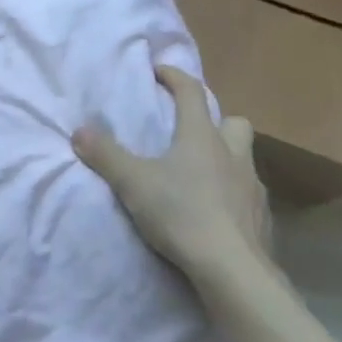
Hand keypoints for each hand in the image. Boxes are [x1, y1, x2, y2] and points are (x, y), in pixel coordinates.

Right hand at [71, 65, 273, 284]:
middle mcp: (232, 154)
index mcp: (201, 136)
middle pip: (234, 122)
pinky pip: (249, 195)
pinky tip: (217, 211)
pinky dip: (234, 195)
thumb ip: (106, 155)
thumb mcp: (133, 182)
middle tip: (191, 133)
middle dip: (216, 121)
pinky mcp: (262, 219)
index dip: (175, 76)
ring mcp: (252, 187)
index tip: (159, 72)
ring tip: (202, 175)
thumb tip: (79, 131)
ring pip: (244, 159)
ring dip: (227, 158)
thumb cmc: (182, 214)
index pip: (192, 92)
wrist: (233, 270)